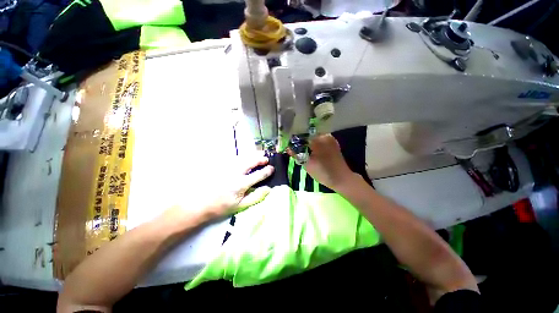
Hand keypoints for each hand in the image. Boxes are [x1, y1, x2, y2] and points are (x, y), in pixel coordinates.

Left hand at [163, 153, 274, 224]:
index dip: (267, 171)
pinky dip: (243, 157)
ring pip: (243, 157)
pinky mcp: (221, 166)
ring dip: (253, 155)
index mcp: (241, 184)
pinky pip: (235, 158)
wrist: (200, 204)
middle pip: (251, 161)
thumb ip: (256, 196)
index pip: (258, 175)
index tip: (272, 168)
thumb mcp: (241, 206)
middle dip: (260, 159)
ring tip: (259, 155)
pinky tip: (246, 158)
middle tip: (266, 158)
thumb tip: (268, 189)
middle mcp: (235, 173)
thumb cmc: (222, 206)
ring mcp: (228, 168)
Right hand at [289, 134, 357, 190]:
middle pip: (308, 134)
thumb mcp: (307, 165)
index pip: (302, 134)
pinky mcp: (333, 142)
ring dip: (307, 142)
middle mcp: (324, 135)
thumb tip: (288, 148)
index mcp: (318, 140)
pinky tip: (311, 150)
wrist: (342, 179)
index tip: (289, 144)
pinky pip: (320, 139)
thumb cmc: (323, 173)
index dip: (294, 139)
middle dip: (300, 140)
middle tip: (294, 147)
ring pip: (313, 136)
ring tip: (302, 149)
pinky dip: (314, 143)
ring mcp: (330, 138)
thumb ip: (296, 154)